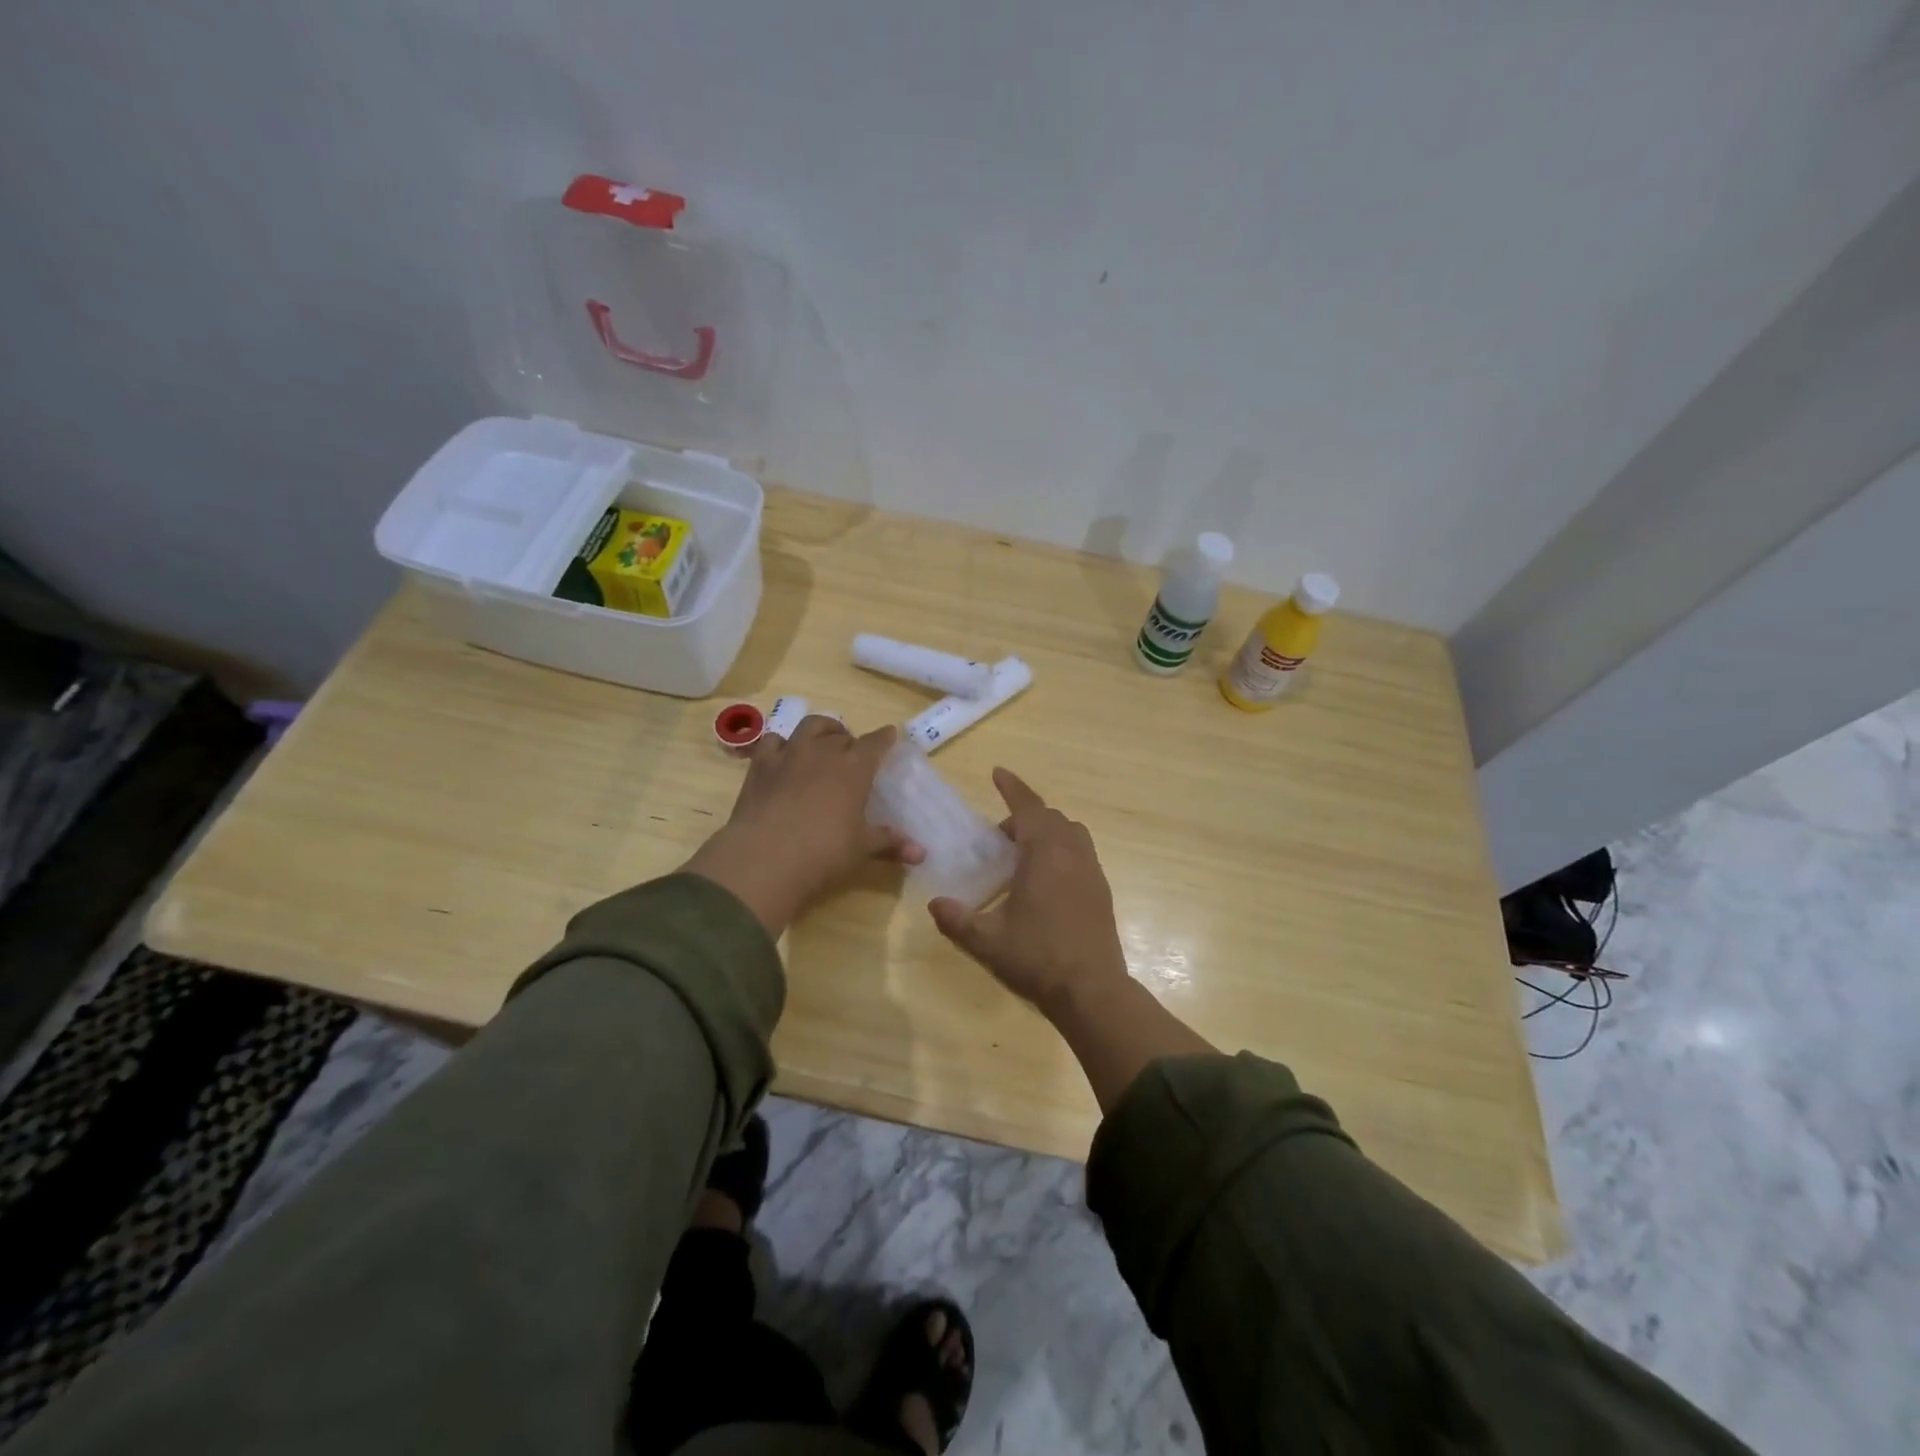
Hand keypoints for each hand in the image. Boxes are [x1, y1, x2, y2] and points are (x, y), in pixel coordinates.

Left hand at [684, 717, 921, 935]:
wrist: (766, 856)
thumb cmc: (824, 851)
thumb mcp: (862, 848)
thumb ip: (890, 843)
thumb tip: (922, 854)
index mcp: (855, 768)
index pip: (875, 743)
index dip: (884, 738)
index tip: (889, 735)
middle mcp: (824, 751)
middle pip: (842, 734)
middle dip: (850, 740)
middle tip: (853, 755)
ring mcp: (790, 754)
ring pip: (810, 726)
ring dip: (821, 730)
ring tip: (823, 741)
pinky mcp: (761, 764)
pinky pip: (773, 741)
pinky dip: (783, 743)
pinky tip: (784, 755)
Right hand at [927, 768, 1129, 1019]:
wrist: (1092, 990)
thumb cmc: (1038, 957)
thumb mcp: (987, 940)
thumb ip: (957, 919)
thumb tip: (935, 904)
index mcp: (1045, 854)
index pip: (1028, 808)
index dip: (1012, 788)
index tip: (998, 772)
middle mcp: (1073, 854)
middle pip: (1050, 818)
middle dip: (1025, 817)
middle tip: (999, 838)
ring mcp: (1092, 872)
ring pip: (1071, 834)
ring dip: (1047, 832)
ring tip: (1023, 856)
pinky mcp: (1102, 891)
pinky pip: (1081, 854)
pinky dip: (1061, 851)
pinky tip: (1045, 881)